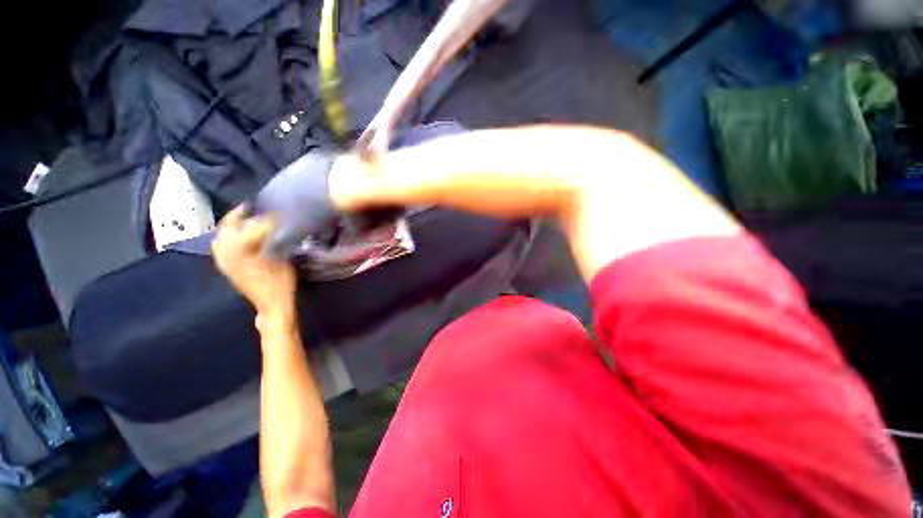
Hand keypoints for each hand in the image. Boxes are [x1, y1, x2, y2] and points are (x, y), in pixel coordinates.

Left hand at [212, 206, 296, 316]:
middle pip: (229, 225)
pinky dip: (226, 236)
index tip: (278, 212)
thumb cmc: (281, 283)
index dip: (268, 218)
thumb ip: (277, 242)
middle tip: (254, 206)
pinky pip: (220, 245)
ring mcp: (223, 259)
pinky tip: (236, 235)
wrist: (270, 304)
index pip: (254, 225)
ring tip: (244, 218)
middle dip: (240, 214)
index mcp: (243, 249)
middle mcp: (227, 251)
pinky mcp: (225, 266)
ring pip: (222, 234)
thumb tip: (276, 227)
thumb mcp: (283, 260)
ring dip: (232, 224)